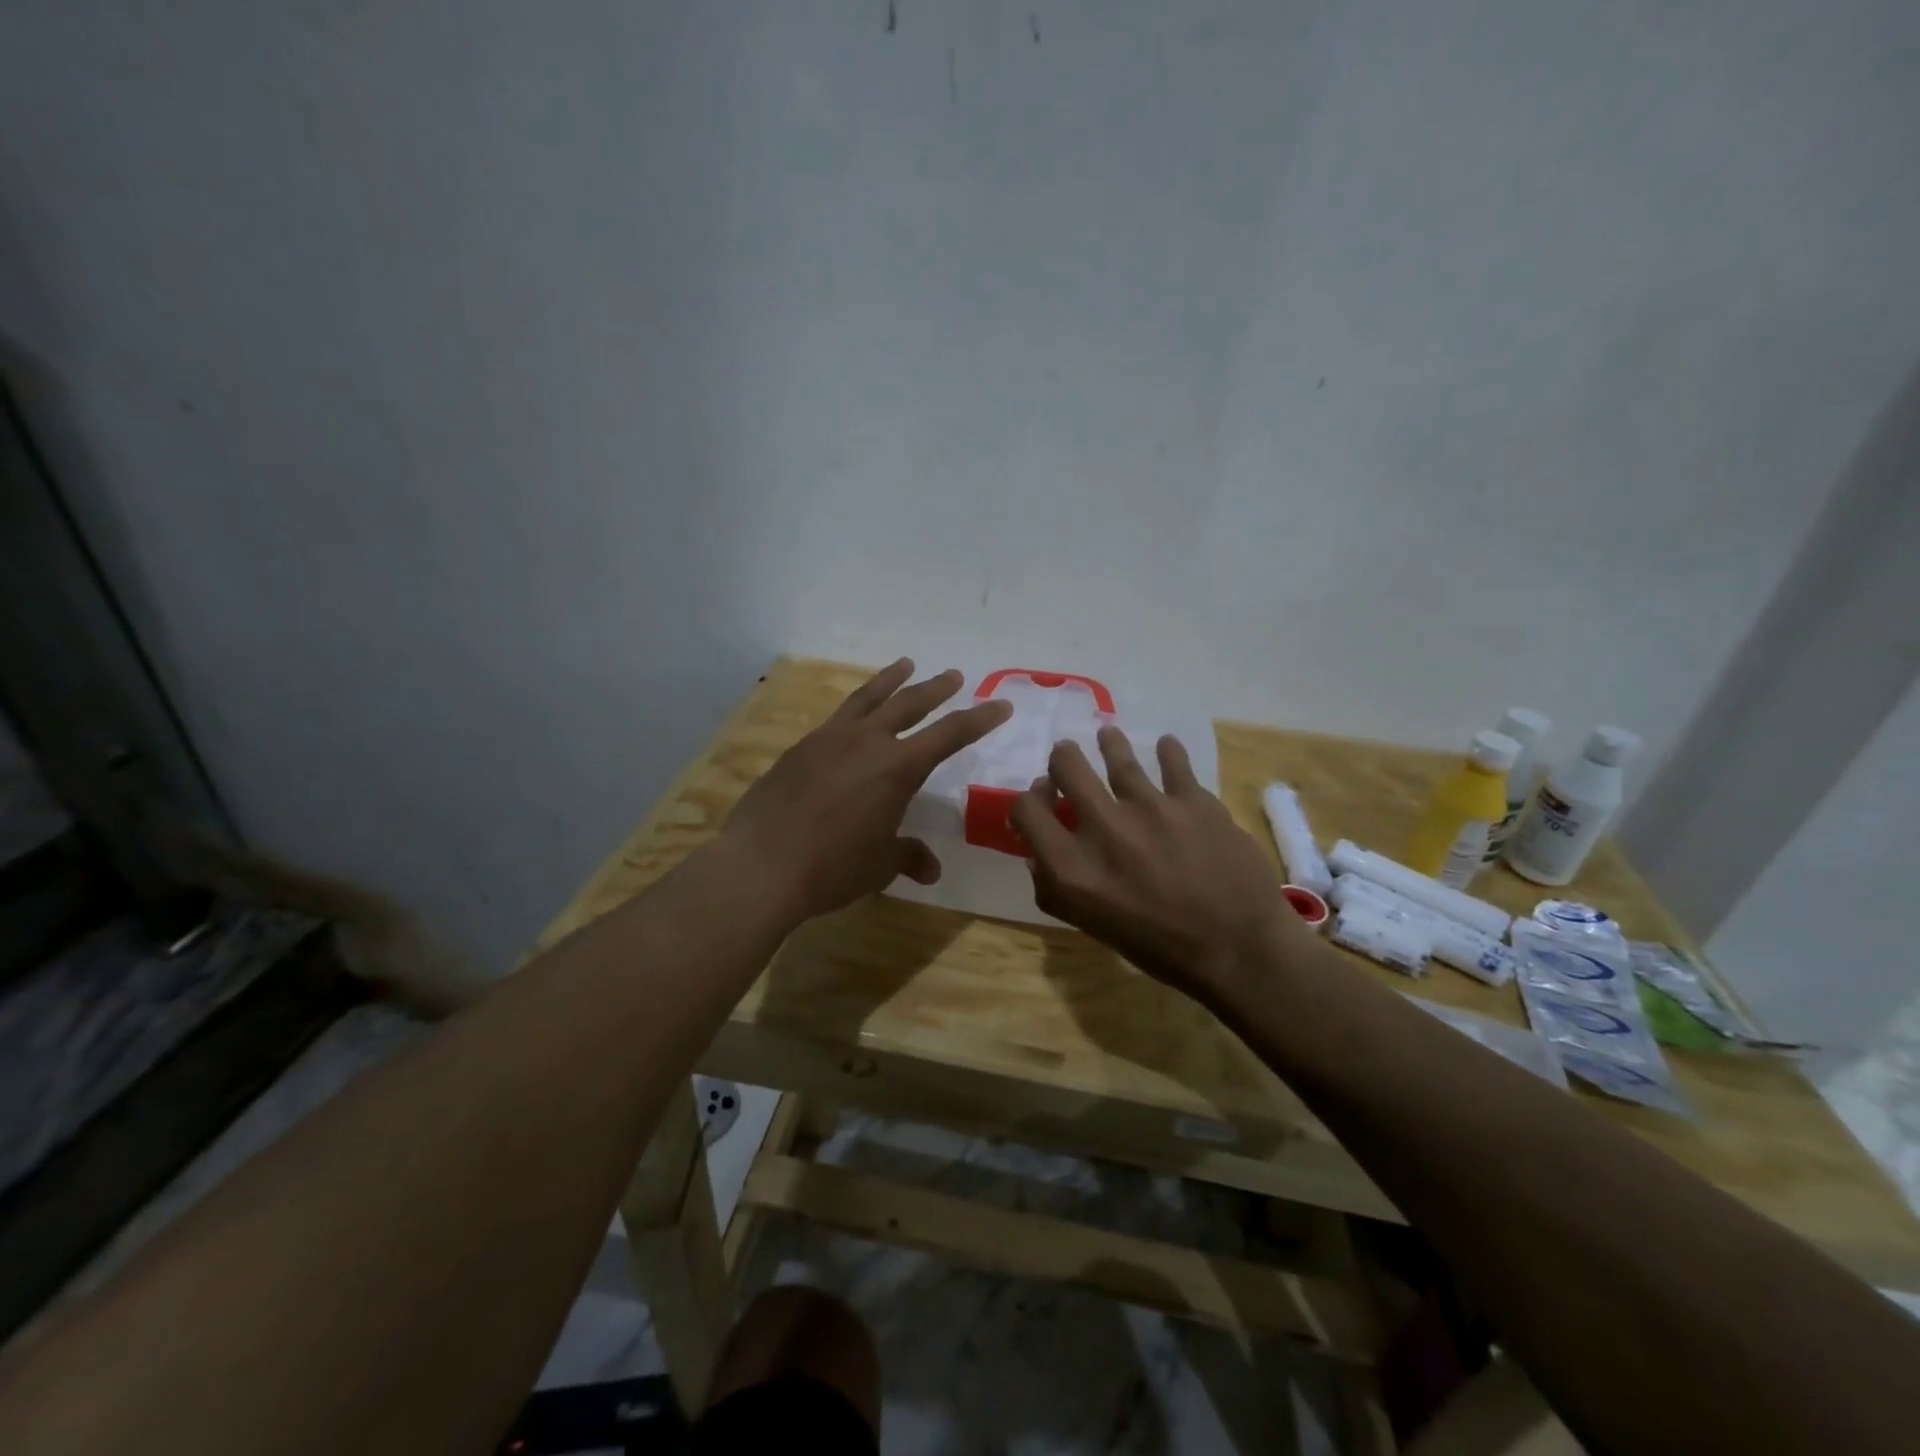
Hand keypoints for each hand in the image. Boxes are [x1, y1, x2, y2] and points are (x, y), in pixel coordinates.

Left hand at [717, 659, 1012, 925]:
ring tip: (904, 665)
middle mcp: (867, 742)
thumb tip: (931, 868)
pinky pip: (836, 717)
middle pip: (910, 704)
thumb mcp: (879, 865)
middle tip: (953, 675)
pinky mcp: (800, 748)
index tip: (1001, 705)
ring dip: (890, 680)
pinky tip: (853, 714)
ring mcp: (829, 740)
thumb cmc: (832, 867)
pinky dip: (854, 707)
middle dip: (936, 689)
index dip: (979, 719)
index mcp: (898, 768)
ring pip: (868, 698)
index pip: (950, 734)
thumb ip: (907, 856)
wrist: (761, 865)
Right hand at [1010, 726, 1317, 1009]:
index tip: (1045, 798)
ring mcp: (1150, 808)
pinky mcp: (1193, 799)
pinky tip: (1165, 746)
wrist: (1238, 950)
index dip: (1029, 799)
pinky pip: (1173, 760)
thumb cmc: (1158, 947)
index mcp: (1071, 866)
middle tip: (1069, 760)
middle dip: (1063, 759)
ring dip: (1109, 743)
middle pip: (1066, 765)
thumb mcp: (1090, 925)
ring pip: (1116, 752)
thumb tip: (1038, 851)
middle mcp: (1103, 828)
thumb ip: (1055, 888)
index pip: (1026, 809)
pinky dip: (1168, 750)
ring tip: (1108, 736)